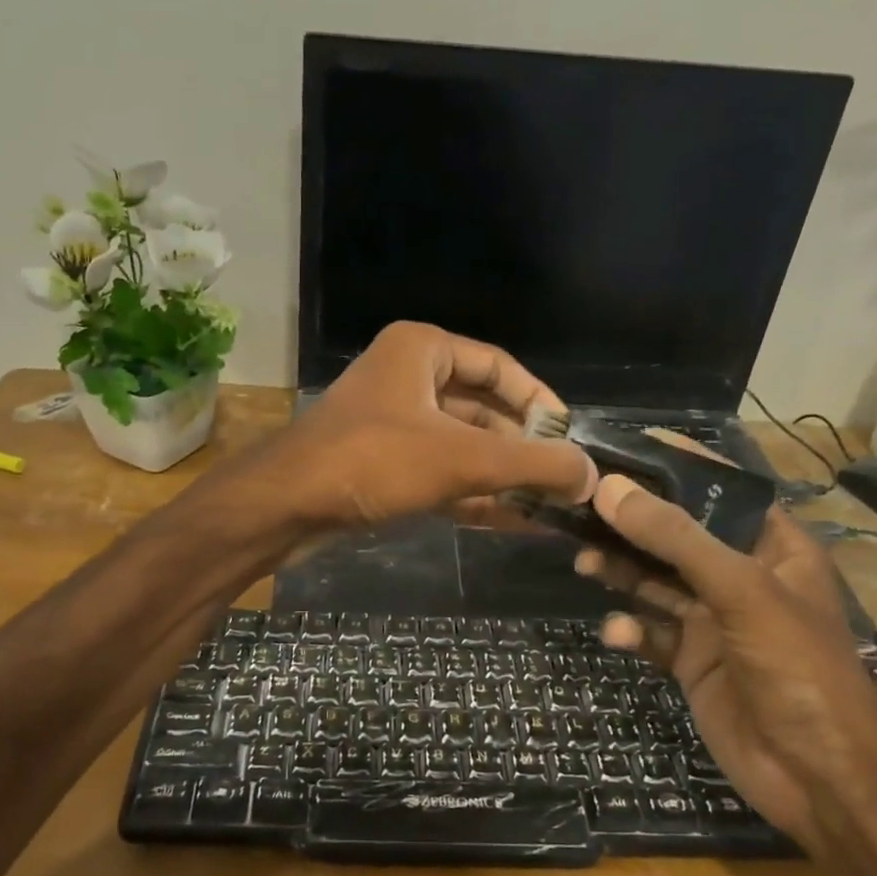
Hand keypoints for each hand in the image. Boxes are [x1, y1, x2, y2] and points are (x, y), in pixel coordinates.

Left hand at [252, 322, 595, 528]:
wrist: (284, 507)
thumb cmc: (372, 462)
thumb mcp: (460, 459)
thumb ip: (530, 464)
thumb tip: (591, 476)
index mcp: (423, 352)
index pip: (500, 367)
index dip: (539, 403)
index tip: (570, 441)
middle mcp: (409, 381)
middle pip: (484, 412)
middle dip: (523, 451)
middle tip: (565, 485)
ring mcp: (394, 427)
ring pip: (464, 450)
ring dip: (504, 480)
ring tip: (551, 510)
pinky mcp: (384, 469)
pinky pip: (441, 477)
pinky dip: (475, 498)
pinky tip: (516, 523)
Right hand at [576, 472, 876, 845]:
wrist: (817, 776)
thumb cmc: (796, 667)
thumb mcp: (741, 591)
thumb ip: (675, 539)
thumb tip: (610, 489)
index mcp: (772, 549)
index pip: (720, 491)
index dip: (674, 468)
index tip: (619, 451)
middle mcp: (741, 578)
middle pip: (676, 537)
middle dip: (631, 524)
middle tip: (579, 508)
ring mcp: (714, 622)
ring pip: (656, 583)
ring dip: (621, 572)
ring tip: (583, 562)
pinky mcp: (692, 662)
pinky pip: (651, 633)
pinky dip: (631, 630)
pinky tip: (619, 633)